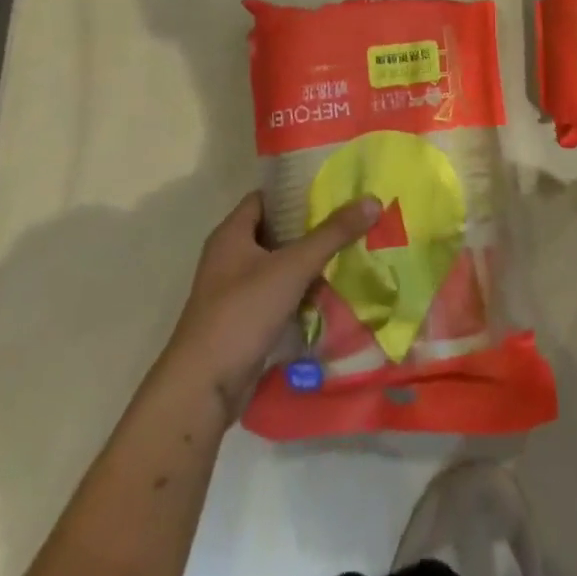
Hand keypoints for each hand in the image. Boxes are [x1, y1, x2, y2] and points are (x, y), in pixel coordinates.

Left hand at [168, 191, 379, 419]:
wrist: (204, 388)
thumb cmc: (242, 313)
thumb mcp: (292, 267)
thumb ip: (333, 234)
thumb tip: (372, 200)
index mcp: (232, 234)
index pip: (267, 197)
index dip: (297, 191)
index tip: (334, 188)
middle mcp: (230, 257)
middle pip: (277, 231)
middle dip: (313, 227)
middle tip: (352, 219)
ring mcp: (236, 291)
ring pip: (281, 265)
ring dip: (311, 262)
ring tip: (352, 251)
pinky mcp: (246, 320)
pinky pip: (281, 295)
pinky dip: (304, 292)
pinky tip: (335, 291)